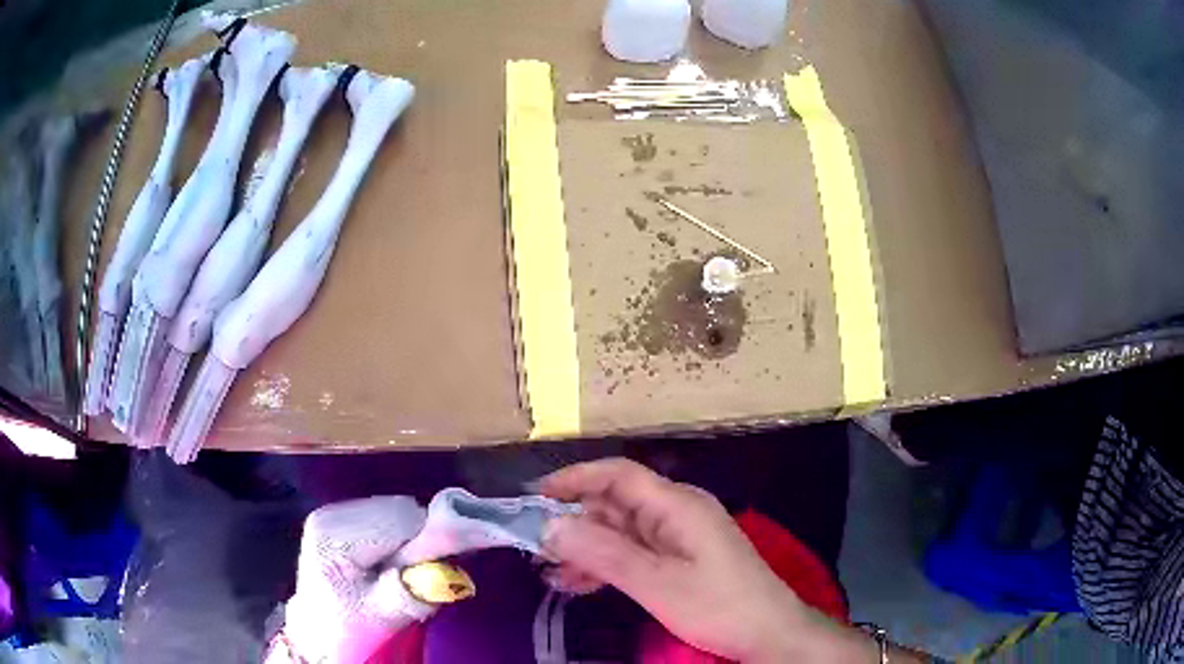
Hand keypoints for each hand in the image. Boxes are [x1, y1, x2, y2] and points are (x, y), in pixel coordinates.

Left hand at [284, 496, 433, 663]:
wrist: (321, 629)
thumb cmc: (351, 625)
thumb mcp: (381, 616)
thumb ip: (409, 593)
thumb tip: (445, 574)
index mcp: (334, 537)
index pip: (402, 521)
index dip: (424, 546)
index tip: (422, 575)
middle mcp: (330, 515)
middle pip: (400, 510)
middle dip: (416, 541)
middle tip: (407, 576)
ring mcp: (332, 512)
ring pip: (397, 509)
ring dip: (408, 538)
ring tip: (393, 571)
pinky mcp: (340, 515)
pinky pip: (387, 514)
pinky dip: (397, 536)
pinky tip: (384, 560)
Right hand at [539, 458, 875, 663]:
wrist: (769, 633)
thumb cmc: (718, 605)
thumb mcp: (656, 583)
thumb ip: (604, 553)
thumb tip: (551, 525)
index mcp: (677, 504)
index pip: (618, 475)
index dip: (575, 479)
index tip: (535, 496)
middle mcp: (677, 512)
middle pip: (616, 504)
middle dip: (574, 522)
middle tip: (536, 547)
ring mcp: (679, 536)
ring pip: (621, 531)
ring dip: (586, 548)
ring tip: (550, 571)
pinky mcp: (681, 559)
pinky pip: (634, 552)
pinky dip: (606, 564)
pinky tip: (579, 583)